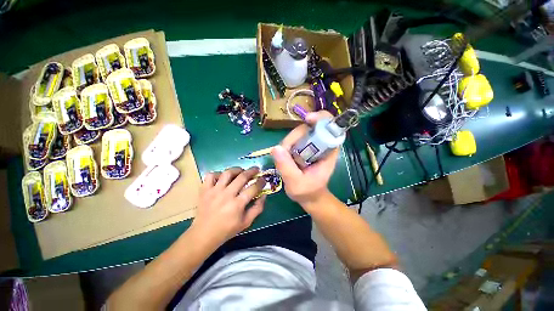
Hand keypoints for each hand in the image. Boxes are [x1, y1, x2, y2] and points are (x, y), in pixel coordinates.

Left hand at [191, 167, 266, 244]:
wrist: (203, 235)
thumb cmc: (227, 230)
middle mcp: (227, 195)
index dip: (261, 182)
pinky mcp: (204, 190)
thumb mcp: (246, 222)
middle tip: (256, 169)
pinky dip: (217, 173)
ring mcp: (214, 191)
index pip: (253, 188)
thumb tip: (264, 195)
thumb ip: (257, 208)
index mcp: (237, 204)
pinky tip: (222, 177)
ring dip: (236, 169)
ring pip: (227, 173)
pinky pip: (210, 176)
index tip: (263, 179)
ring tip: (241, 171)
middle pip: (242, 177)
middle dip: (252, 171)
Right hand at [271, 111, 338, 205]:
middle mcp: (320, 144)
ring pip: (298, 133)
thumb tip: (275, 148)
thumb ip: (287, 167)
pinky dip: (286, 145)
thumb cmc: (307, 191)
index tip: (308, 119)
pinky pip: (293, 139)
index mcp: (328, 151)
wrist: (308, 195)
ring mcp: (310, 144)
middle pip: (309, 127)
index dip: (321, 118)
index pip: (330, 127)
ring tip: (285, 159)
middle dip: (295, 136)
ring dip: (288, 142)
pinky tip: (284, 157)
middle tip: (286, 151)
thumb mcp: (296, 183)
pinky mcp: (302, 147)